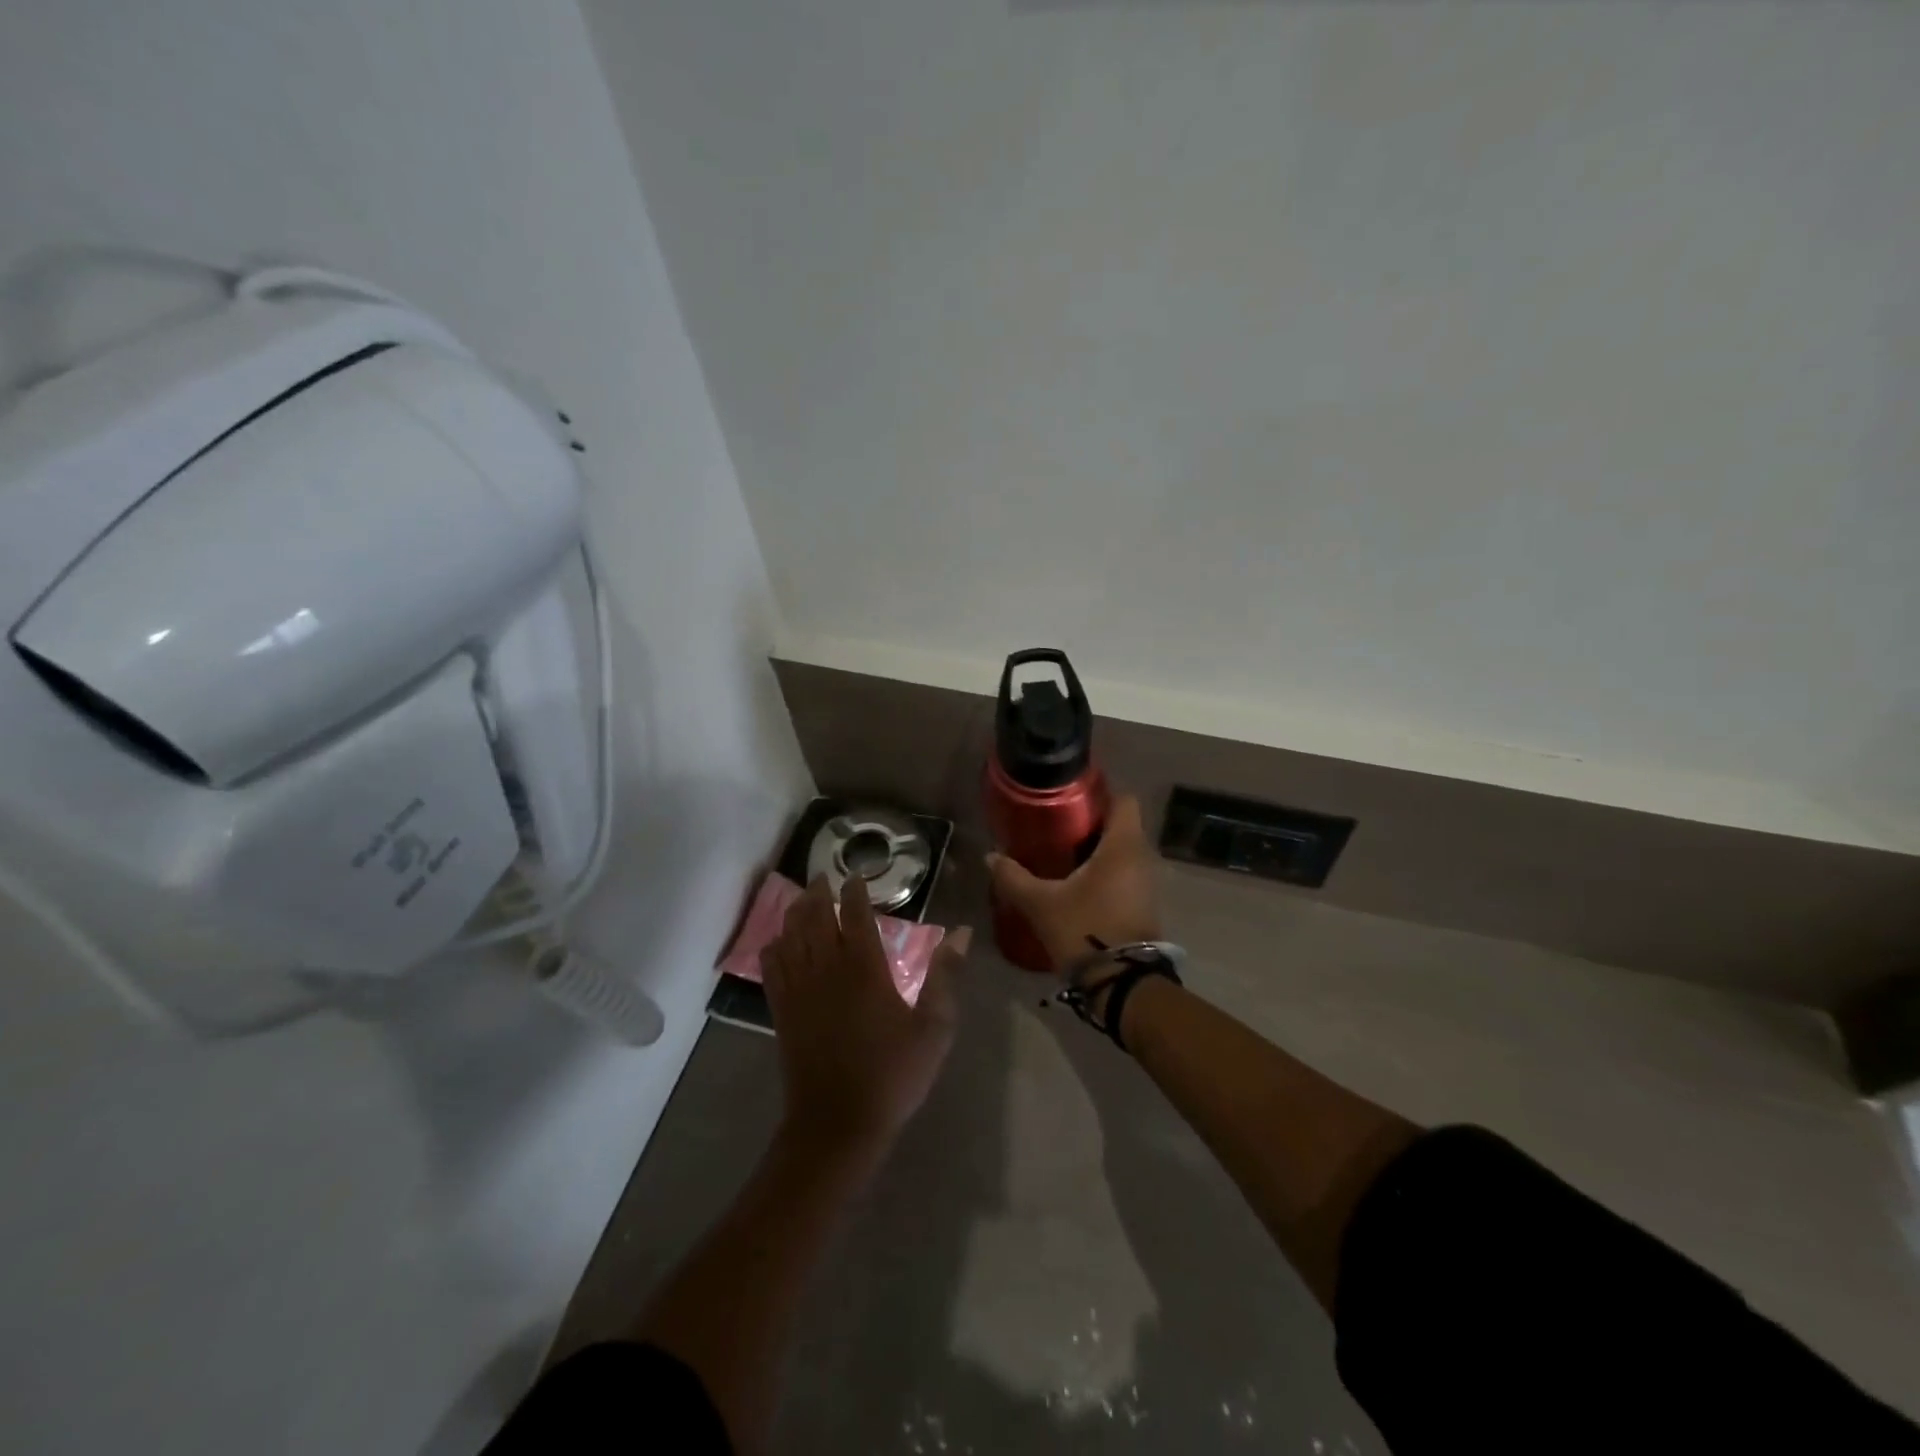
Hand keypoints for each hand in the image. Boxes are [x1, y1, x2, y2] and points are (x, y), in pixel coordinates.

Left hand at [763, 874, 969, 1159]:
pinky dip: (774, 946)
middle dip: (818, 892)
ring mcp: (799, 988)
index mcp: (864, 968)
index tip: (856, 876)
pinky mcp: (781, 1010)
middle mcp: (826, 968)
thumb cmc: (893, 1074)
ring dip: (795, 912)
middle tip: (823, 878)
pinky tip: (779, 942)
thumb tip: (960, 933)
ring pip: (790, 935)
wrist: (837, 1124)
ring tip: (801, 899)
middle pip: (814, 916)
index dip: (854, 891)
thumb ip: (945, 976)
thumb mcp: (934, 1027)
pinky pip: (771, 966)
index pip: (854, 914)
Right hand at [986, 794, 1163, 973]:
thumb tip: (991, 857)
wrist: (1122, 984)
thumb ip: (1014, 877)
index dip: (1099, 793)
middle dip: (1090, 823)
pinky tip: (1075, 883)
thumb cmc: (1085, 930)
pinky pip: (1124, 874)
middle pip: (1120, 825)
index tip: (1070, 798)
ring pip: (1122, 851)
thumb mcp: (1041, 904)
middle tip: (1055, 827)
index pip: (1123, 800)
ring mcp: (1146, 883)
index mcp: (1122, 846)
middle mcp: (1141, 858)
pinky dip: (1104, 872)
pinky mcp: (1143, 904)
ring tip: (1061, 854)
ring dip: (1096, 850)